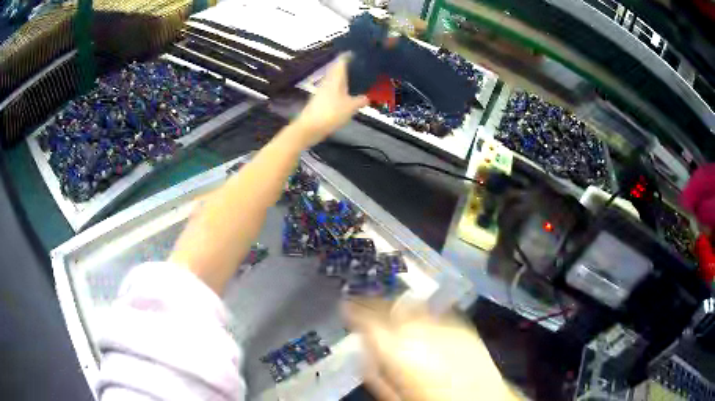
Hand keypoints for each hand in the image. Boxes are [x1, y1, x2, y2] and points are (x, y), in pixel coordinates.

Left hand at [294, 53, 368, 145]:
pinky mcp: (320, 101)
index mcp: (335, 78)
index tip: (358, 52)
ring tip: (358, 78)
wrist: (309, 128)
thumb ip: (360, 101)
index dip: (349, 55)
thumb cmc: (331, 113)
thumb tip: (368, 97)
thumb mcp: (350, 107)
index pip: (341, 60)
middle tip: (362, 66)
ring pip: (336, 80)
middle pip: (338, 69)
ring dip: (345, 78)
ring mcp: (323, 91)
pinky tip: (348, 94)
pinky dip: (342, 89)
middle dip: (349, 66)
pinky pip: (334, 90)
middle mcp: (328, 81)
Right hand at [344, 300, 517, 400]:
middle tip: (363, 305)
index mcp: (395, 348)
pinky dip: (420, 311)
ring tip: (388, 309)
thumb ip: (375, 370)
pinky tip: (418, 319)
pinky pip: (433, 310)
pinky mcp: (461, 323)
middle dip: (372, 303)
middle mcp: (417, 328)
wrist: (480, 399)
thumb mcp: (393, 393)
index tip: (345, 307)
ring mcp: (442, 323)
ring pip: (409, 304)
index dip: (353, 310)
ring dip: (395, 305)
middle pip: (388, 306)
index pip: (366, 319)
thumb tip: (364, 351)